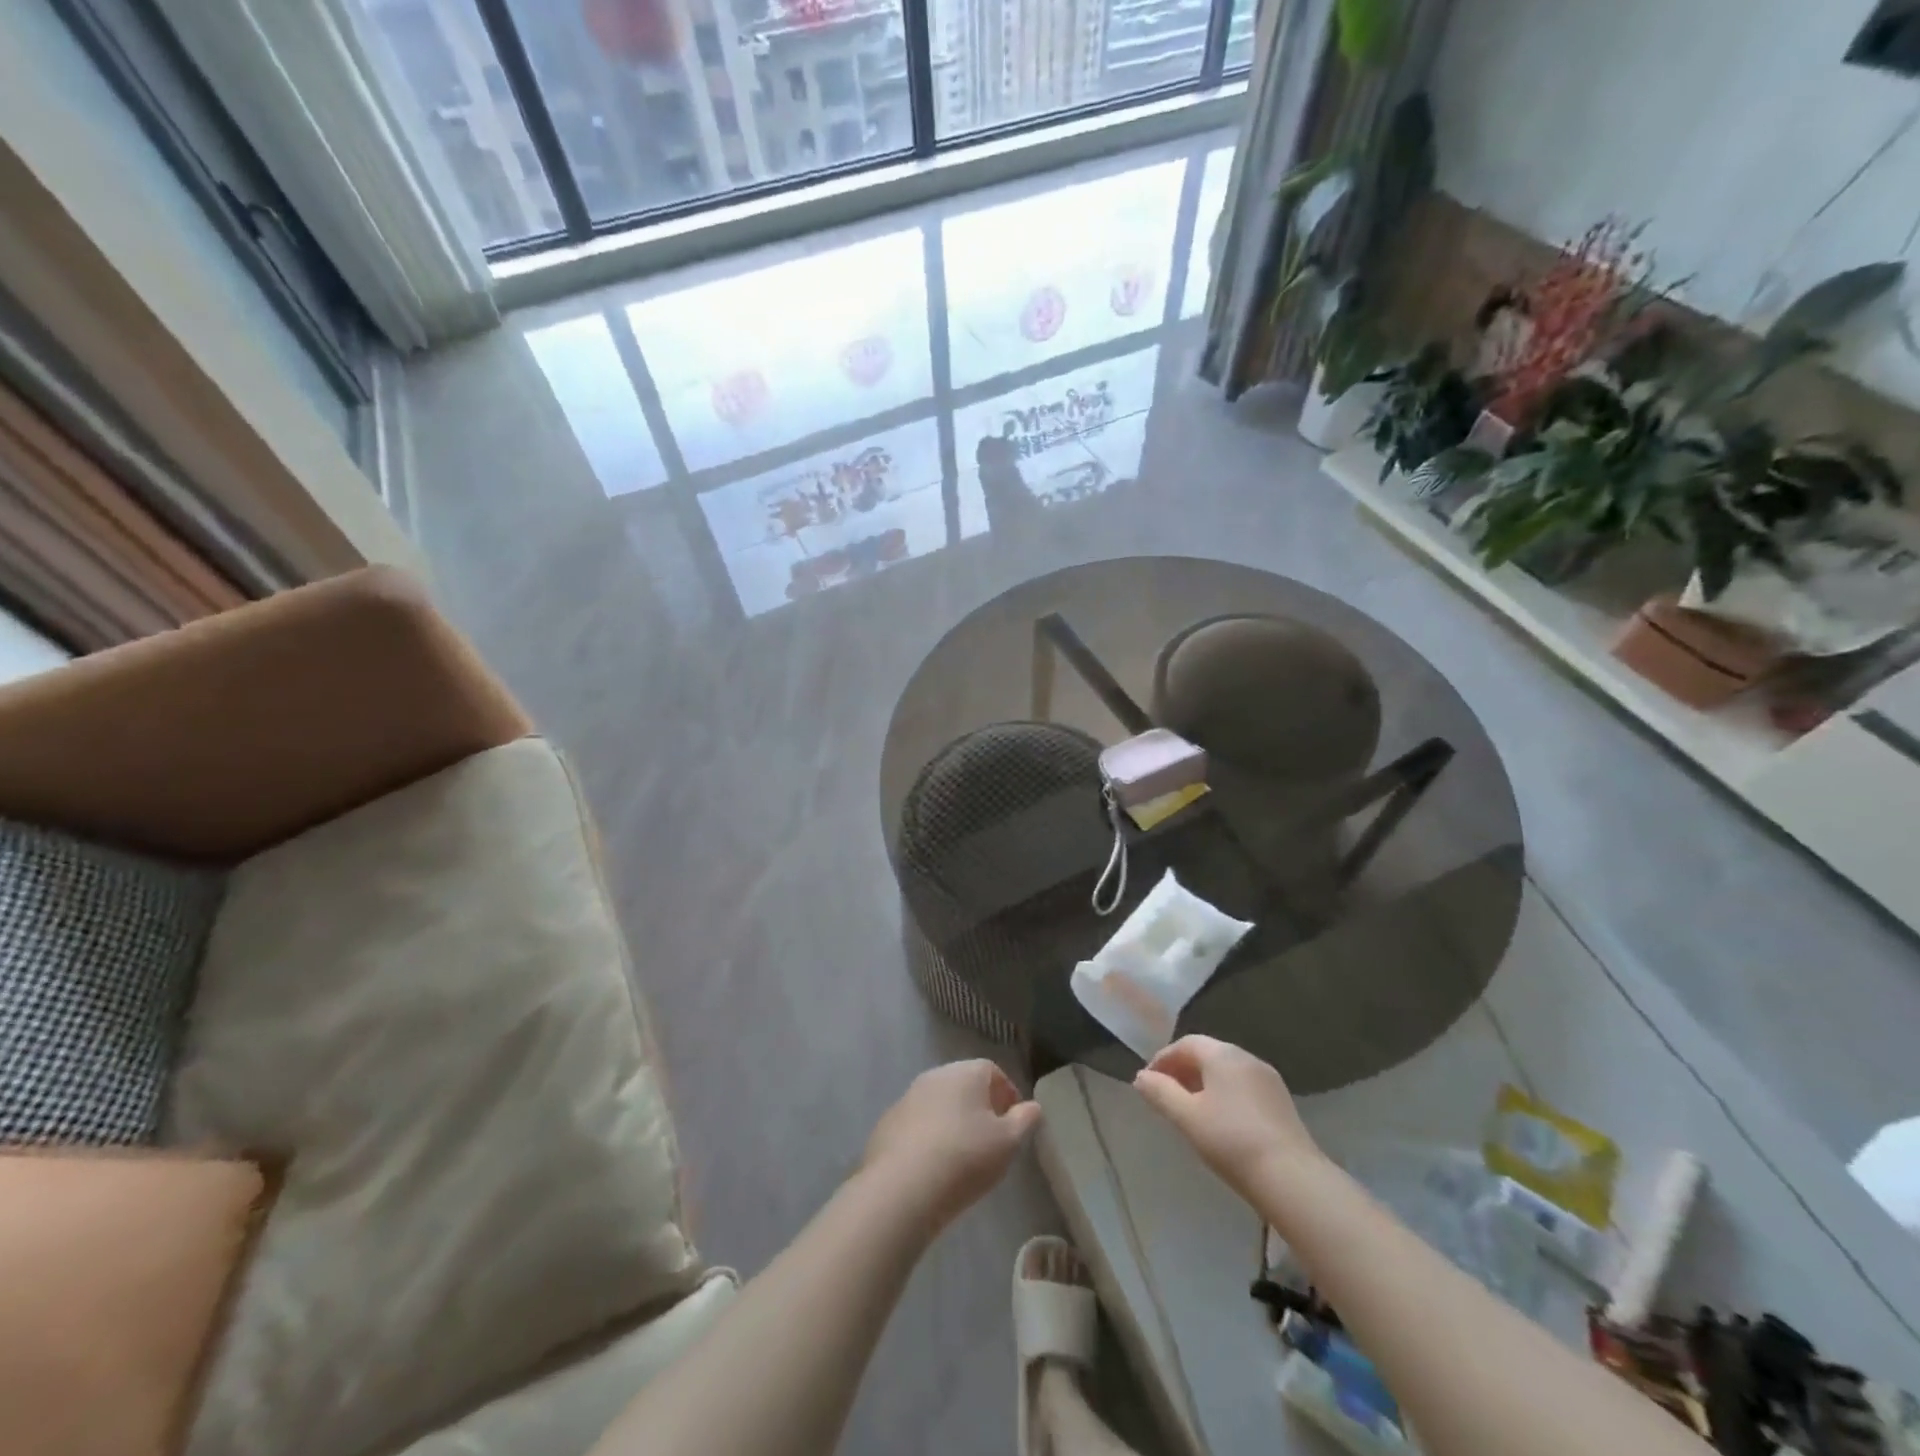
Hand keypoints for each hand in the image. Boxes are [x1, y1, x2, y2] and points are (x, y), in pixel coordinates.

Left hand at [862, 1061, 1041, 1234]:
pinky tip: (933, 1166)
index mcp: (966, 1072)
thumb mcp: (1008, 1142)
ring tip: (962, 1155)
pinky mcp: (888, 1122)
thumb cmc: (965, 1157)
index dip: (1007, 1093)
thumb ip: (1024, 1120)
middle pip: (964, 1084)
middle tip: (991, 1138)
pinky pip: (917, 1124)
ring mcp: (907, 1097)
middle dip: (980, 1106)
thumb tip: (1032, 1106)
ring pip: (939, 1103)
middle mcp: (935, 1075)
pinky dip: (928, 1137)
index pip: (992, 1071)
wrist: (902, 1187)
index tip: (1014, 1121)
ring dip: (952, 1121)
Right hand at [1133, 1036, 1323, 1196]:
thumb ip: (1160, 1093)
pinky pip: (1243, 1086)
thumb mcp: (1186, 1117)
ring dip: (1203, 1082)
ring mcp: (1268, 1079)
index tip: (1148, 1082)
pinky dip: (1224, 1093)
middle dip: (1182, 1070)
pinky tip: (1220, 1120)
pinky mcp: (1281, 1101)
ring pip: (1226, 1071)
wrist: (1292, 1178)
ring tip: (1189, 1108)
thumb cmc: (1231, 1141)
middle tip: (1165, 1094)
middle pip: (1207, 1053)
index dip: (1163, 1059)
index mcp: (1223, 1054)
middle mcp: (1247, 1057)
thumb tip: (1141, 1077)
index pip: (1185, 1043)